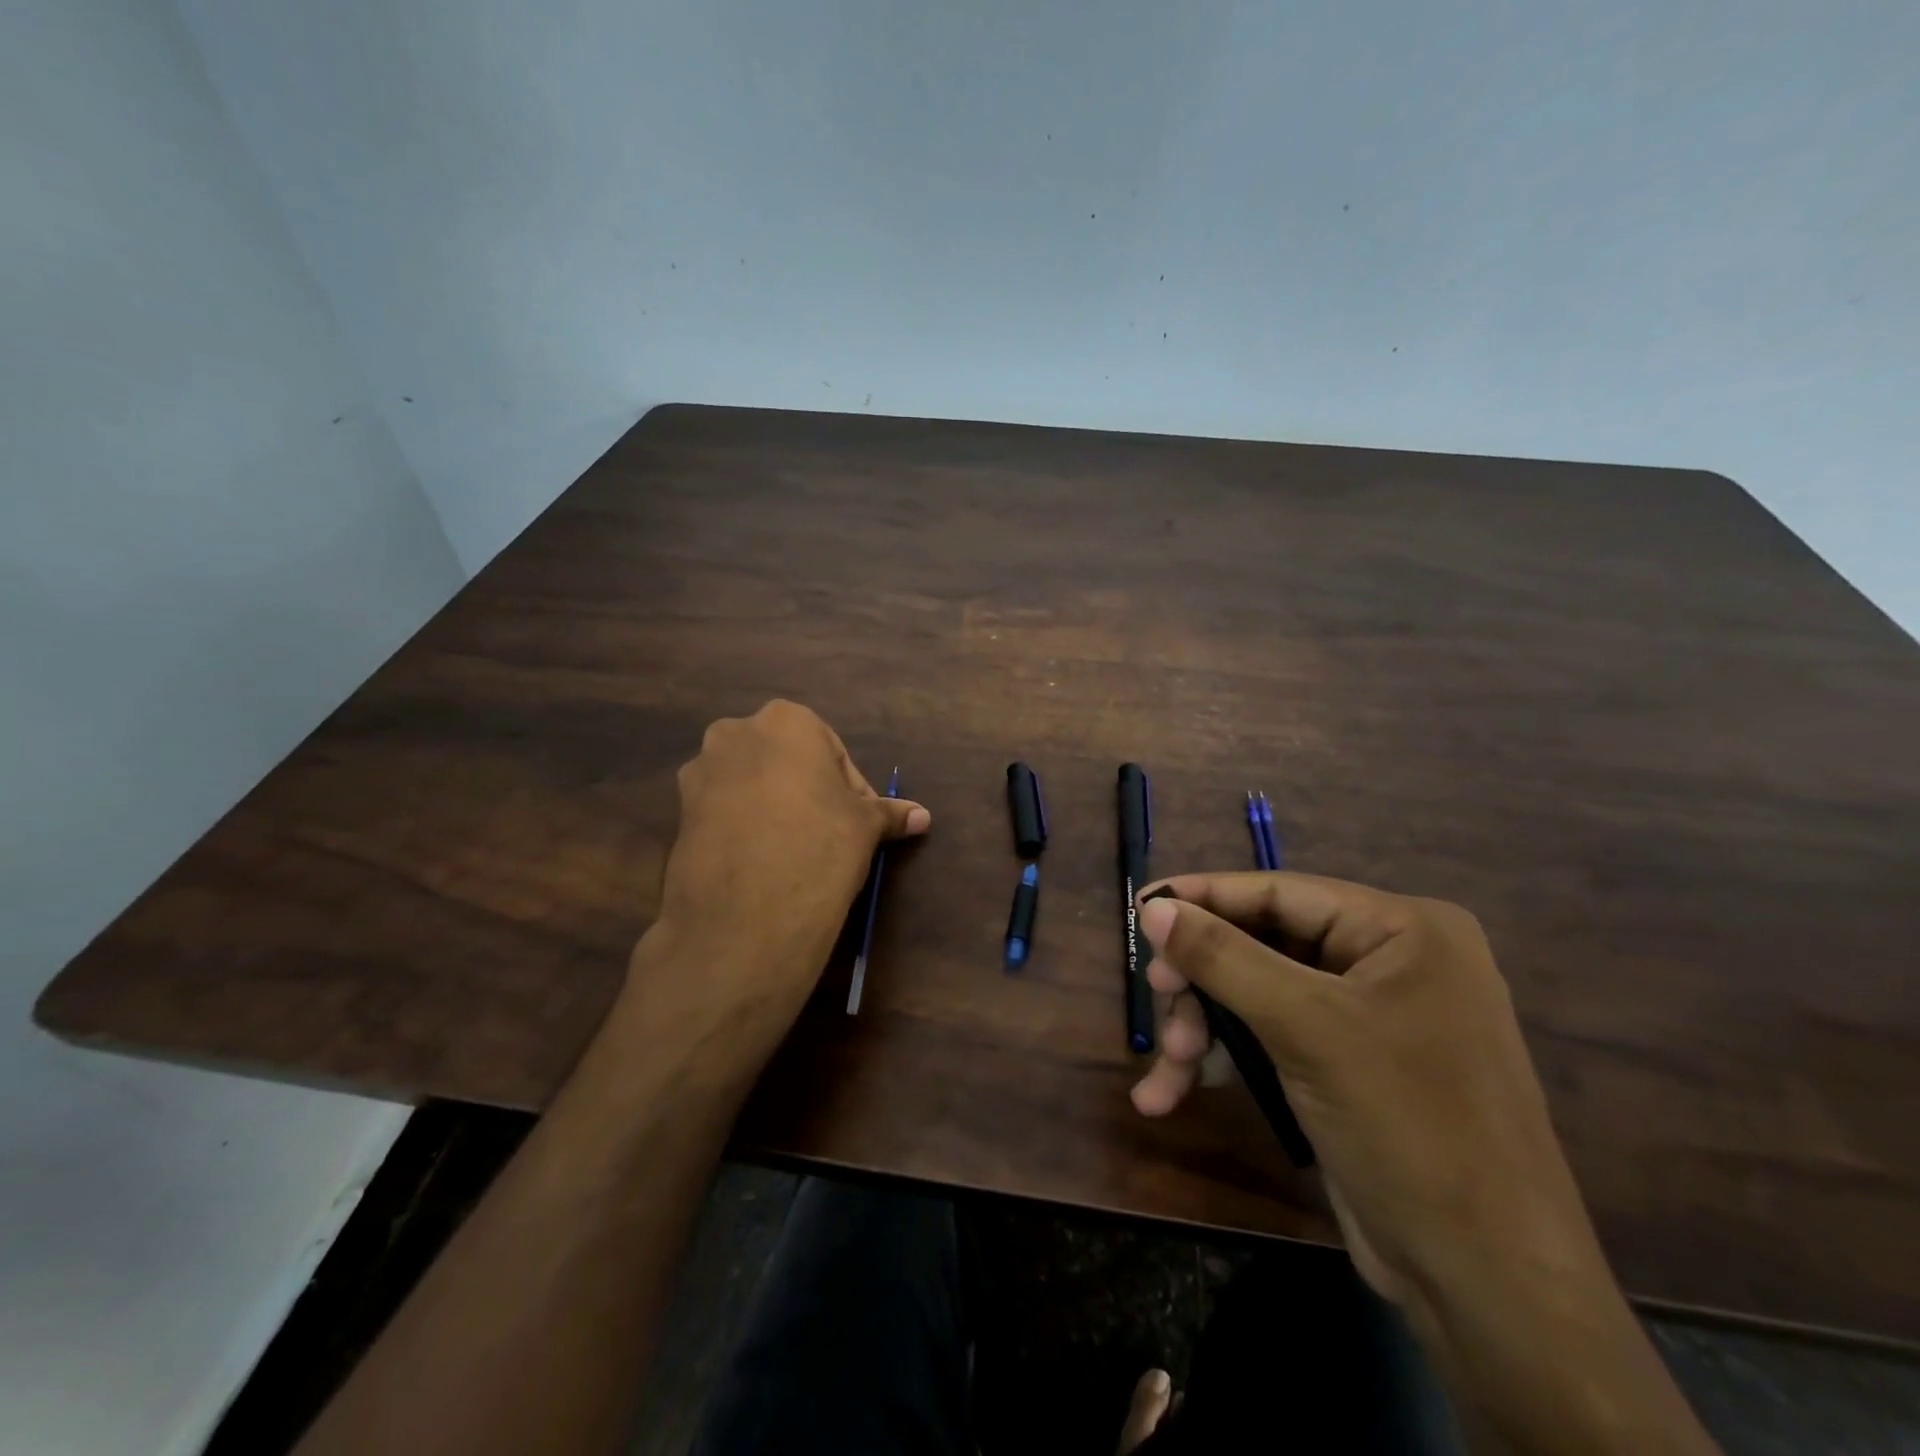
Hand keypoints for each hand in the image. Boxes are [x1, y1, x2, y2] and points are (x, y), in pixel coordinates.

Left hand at [628, 701, 928, 1058]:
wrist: (746, 914)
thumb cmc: (819, 845)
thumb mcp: (865, 827)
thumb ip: (890, 813)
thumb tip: (923, 816)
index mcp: (786, 720)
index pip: (831, 752)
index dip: (850, 790)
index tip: (858, 824)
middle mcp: (735, 733)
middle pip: (786, 762)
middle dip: (808, 792)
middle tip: (829, 835)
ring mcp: (700, 772)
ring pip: (751, 785)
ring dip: (774, 808)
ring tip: (794, 852)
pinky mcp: (678, 813)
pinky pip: (724, 812)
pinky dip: (744, 828)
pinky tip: (762, 864)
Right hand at [1130, 874, 1607, 1328]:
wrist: (1488, 1286)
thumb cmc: (1407, 1126)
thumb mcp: (1305, 1028)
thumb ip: (1223, 958)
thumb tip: (1152, 908)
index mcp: (1402, 930)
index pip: (1280, 892)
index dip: (1204, 897)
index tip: (1140, 907)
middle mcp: (1389, 961)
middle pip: (1262, 945)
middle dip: (1203, 981)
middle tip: (1157, 997)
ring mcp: (1369, 1016)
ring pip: (1257, 995)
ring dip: (1204, 1029)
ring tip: (1167, 1067)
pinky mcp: (1348, 1065)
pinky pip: (1271, 1038)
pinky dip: (1224, 1061)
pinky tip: (1171, 1094)